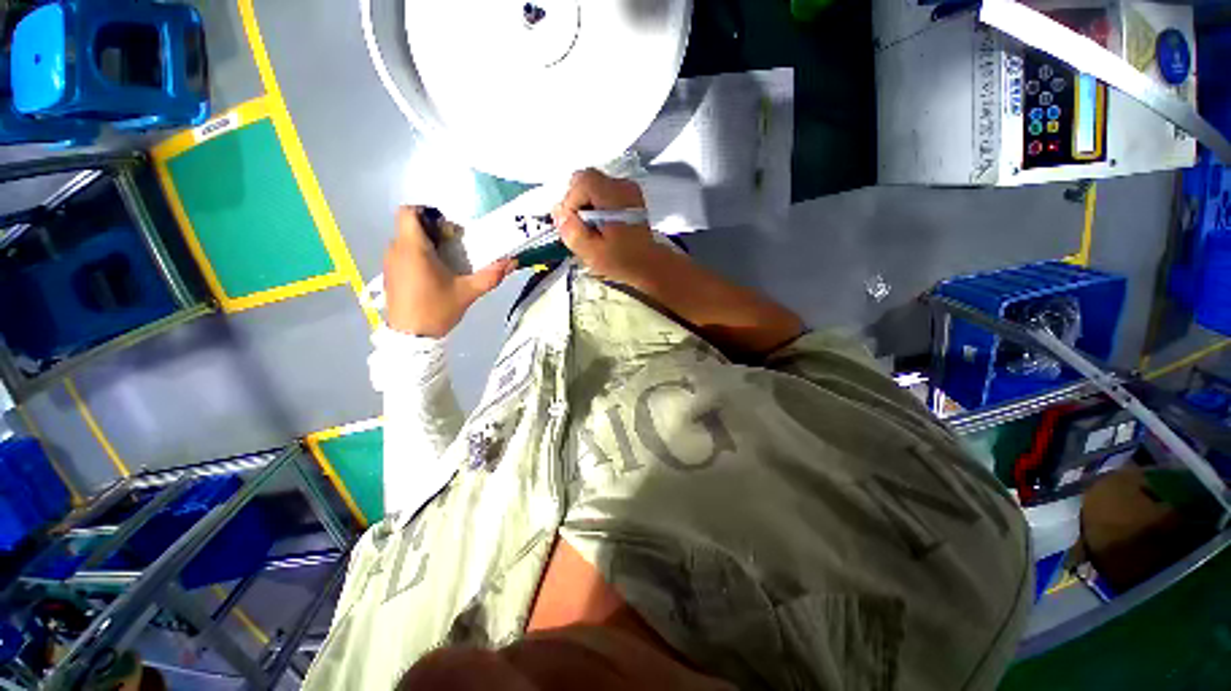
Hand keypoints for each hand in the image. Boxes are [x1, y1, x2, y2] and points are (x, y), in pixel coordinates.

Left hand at [384, 206, 515, 336]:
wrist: (410, 337)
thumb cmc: (437, 309)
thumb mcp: (468, 292)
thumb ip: (491, 275)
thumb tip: (513, 261)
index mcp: (413, 248)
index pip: (409, 211)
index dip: (428, 212)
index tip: (449, 230)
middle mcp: (397, 249)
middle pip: (411, 226)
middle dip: (435, 231)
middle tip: (456, 248)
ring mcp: (390, 262)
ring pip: (407, 240)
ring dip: (427, 244)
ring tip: (448, 263)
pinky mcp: (390, 274)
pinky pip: (404, 254)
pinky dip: (419, 256)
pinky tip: (435, 275)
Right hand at [552, 169, 669, 282]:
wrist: (649, 264)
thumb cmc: (622, 260)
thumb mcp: (592, 253)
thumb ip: (572, 232)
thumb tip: (558, 211)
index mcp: (614, 196)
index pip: (580, 182)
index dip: (571, 202)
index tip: (576, 225)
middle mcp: (622, 185)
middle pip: (585, 180)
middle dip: (577, 203)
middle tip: (582, 228)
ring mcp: (627, 188)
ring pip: (592, 186)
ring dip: (586, 206)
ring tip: (592, 230)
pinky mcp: (629, 194)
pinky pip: (602, 191)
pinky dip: (596, 206)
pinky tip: (601, 226)